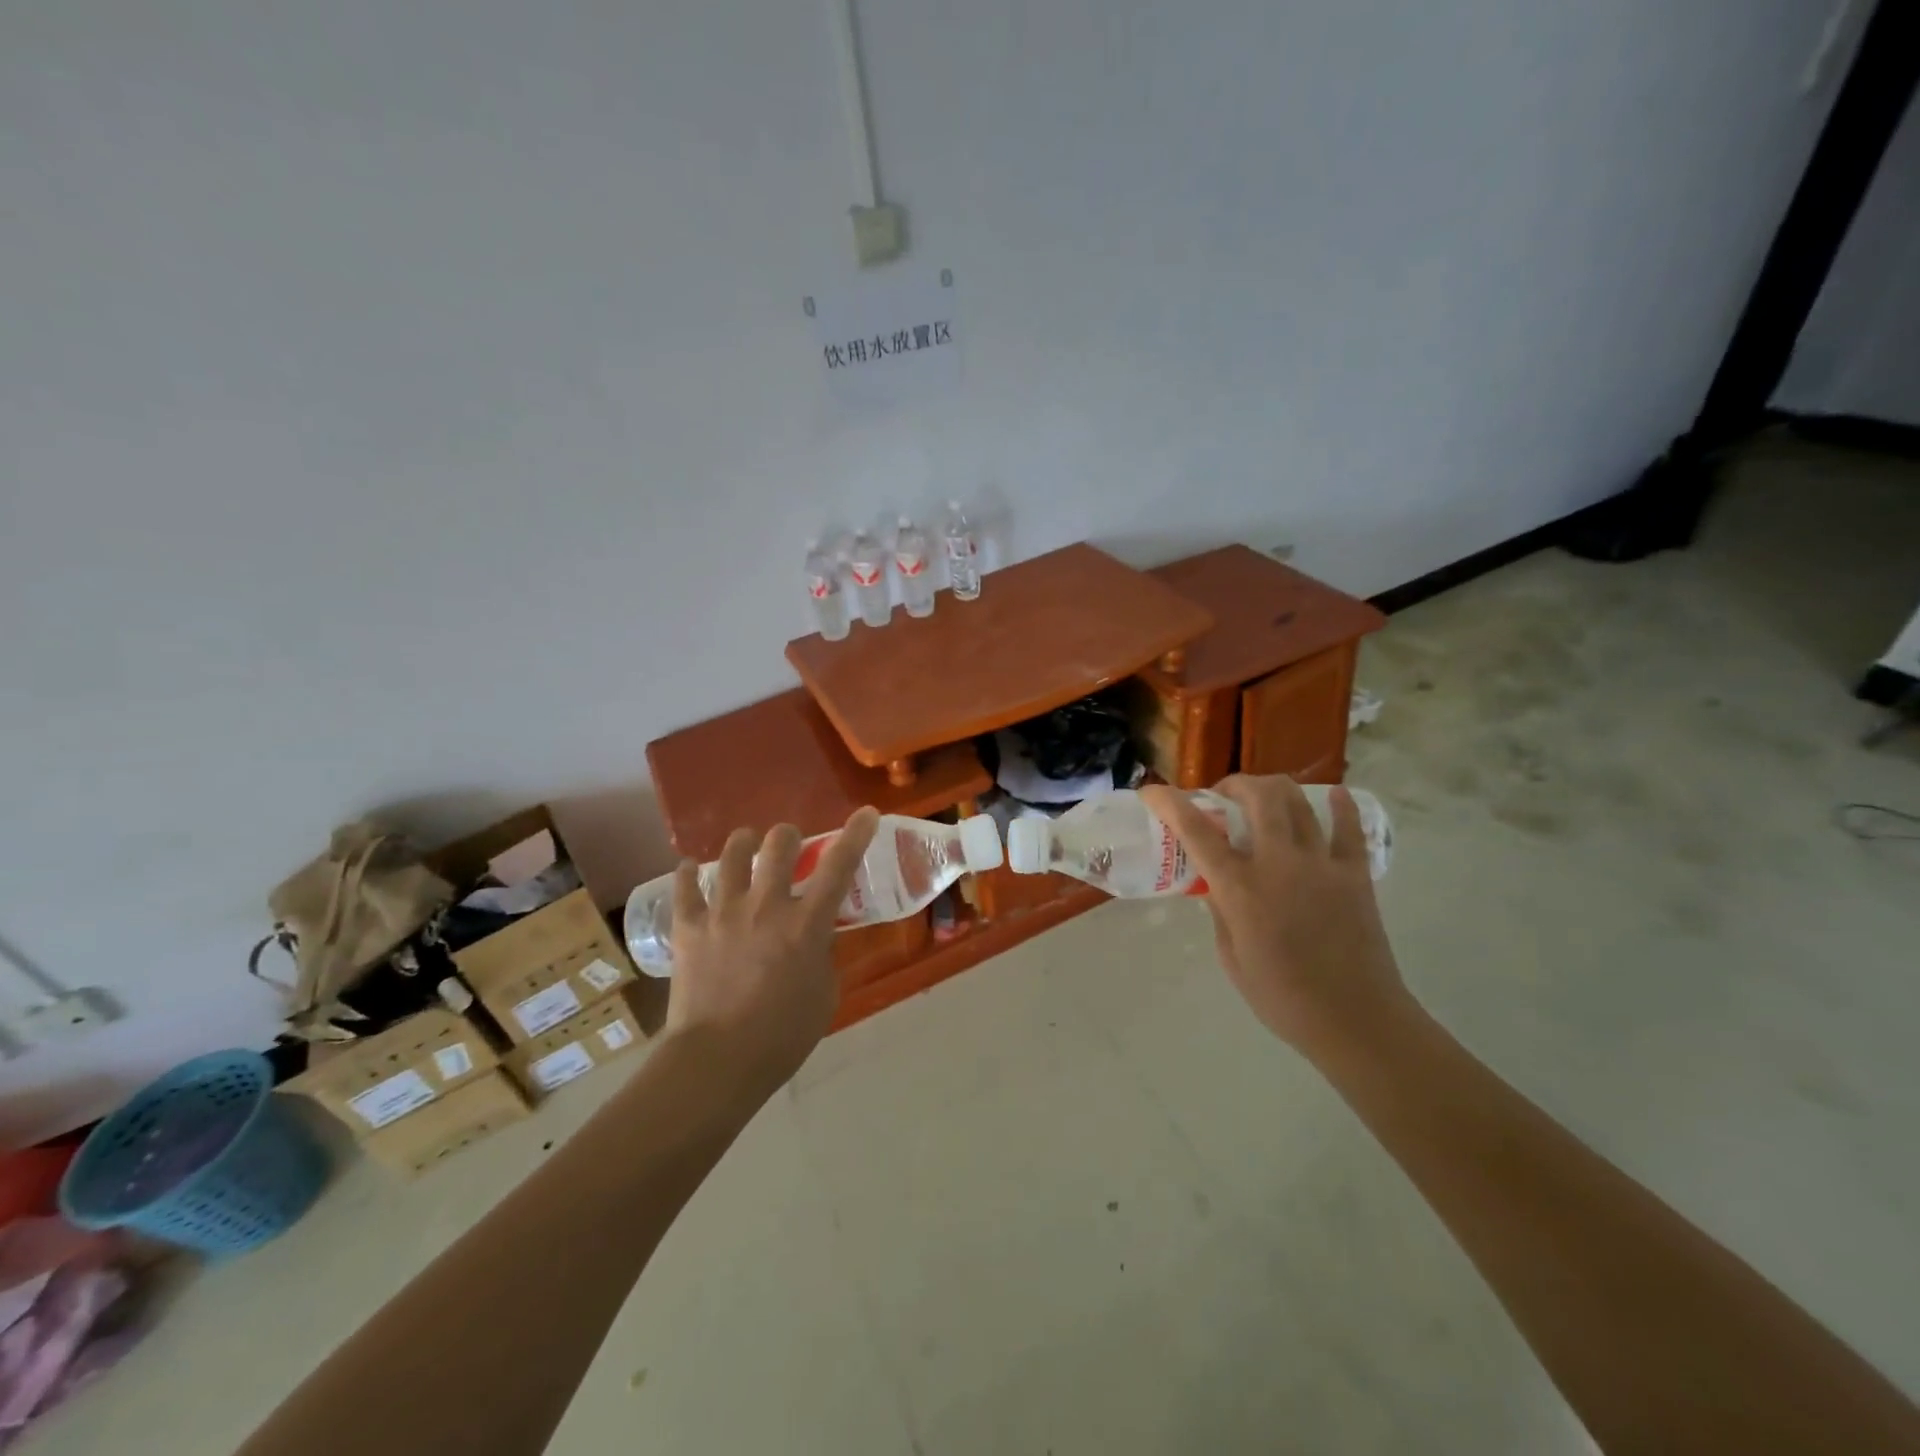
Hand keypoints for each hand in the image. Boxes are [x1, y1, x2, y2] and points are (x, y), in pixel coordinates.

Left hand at [663, 808, 878, 1092]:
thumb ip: (822, 954)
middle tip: (788, 846)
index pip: (839, 866)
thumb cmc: (783, 1036)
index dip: (856, 834)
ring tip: (745, 846)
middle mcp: (766, 905)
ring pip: (732, 854)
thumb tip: (814, 936)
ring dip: (743, 844)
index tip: (866, 813)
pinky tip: (691, 870)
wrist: (718, 1062)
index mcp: (806, 924)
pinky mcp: (688, 927)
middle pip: (778, 843)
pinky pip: (685, 886)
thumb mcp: (824, 993)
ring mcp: (723, 912)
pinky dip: (689, 874)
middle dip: (788, 836)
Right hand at [1139, 777, 1408, 1055]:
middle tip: (1224, 796)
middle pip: (1257, 796)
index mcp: (1240, 888)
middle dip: (1235, 784)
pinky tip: (1334, 796)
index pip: (1196, 831)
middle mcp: (1279, 864)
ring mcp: (1321, 864)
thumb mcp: (1231, 957)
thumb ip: (1221, 912)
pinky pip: (1349, 828)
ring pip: (1298, 802)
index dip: (1170, 803)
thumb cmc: (1282, 997)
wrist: (1355, 1020)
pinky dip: (1340, 806)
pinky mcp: (1355, 874)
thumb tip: (1217, 884)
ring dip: (1274, 789)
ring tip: (1265, 797)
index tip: (1153, 791)